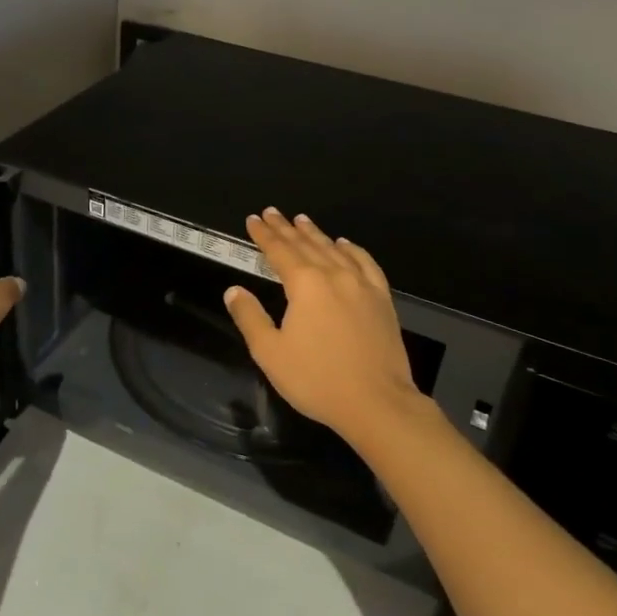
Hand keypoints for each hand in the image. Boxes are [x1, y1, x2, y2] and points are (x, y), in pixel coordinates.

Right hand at [223, 209, 423, 446]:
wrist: (377, 403)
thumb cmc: (317, 380)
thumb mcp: (270, 353)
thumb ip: (250, 317)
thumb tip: (234, 290)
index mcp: (305, 285)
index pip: (279, 251)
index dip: (264, 235)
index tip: (252, 219)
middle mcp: (334, 275)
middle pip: (306, 244)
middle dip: (286, 228)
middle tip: (272, 212)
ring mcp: (362, 285)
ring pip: (334, 249)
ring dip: (315, 234)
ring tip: (302, 220)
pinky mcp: (382, 299)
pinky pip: (365, 263)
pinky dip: (352, 249)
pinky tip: (345, 245)